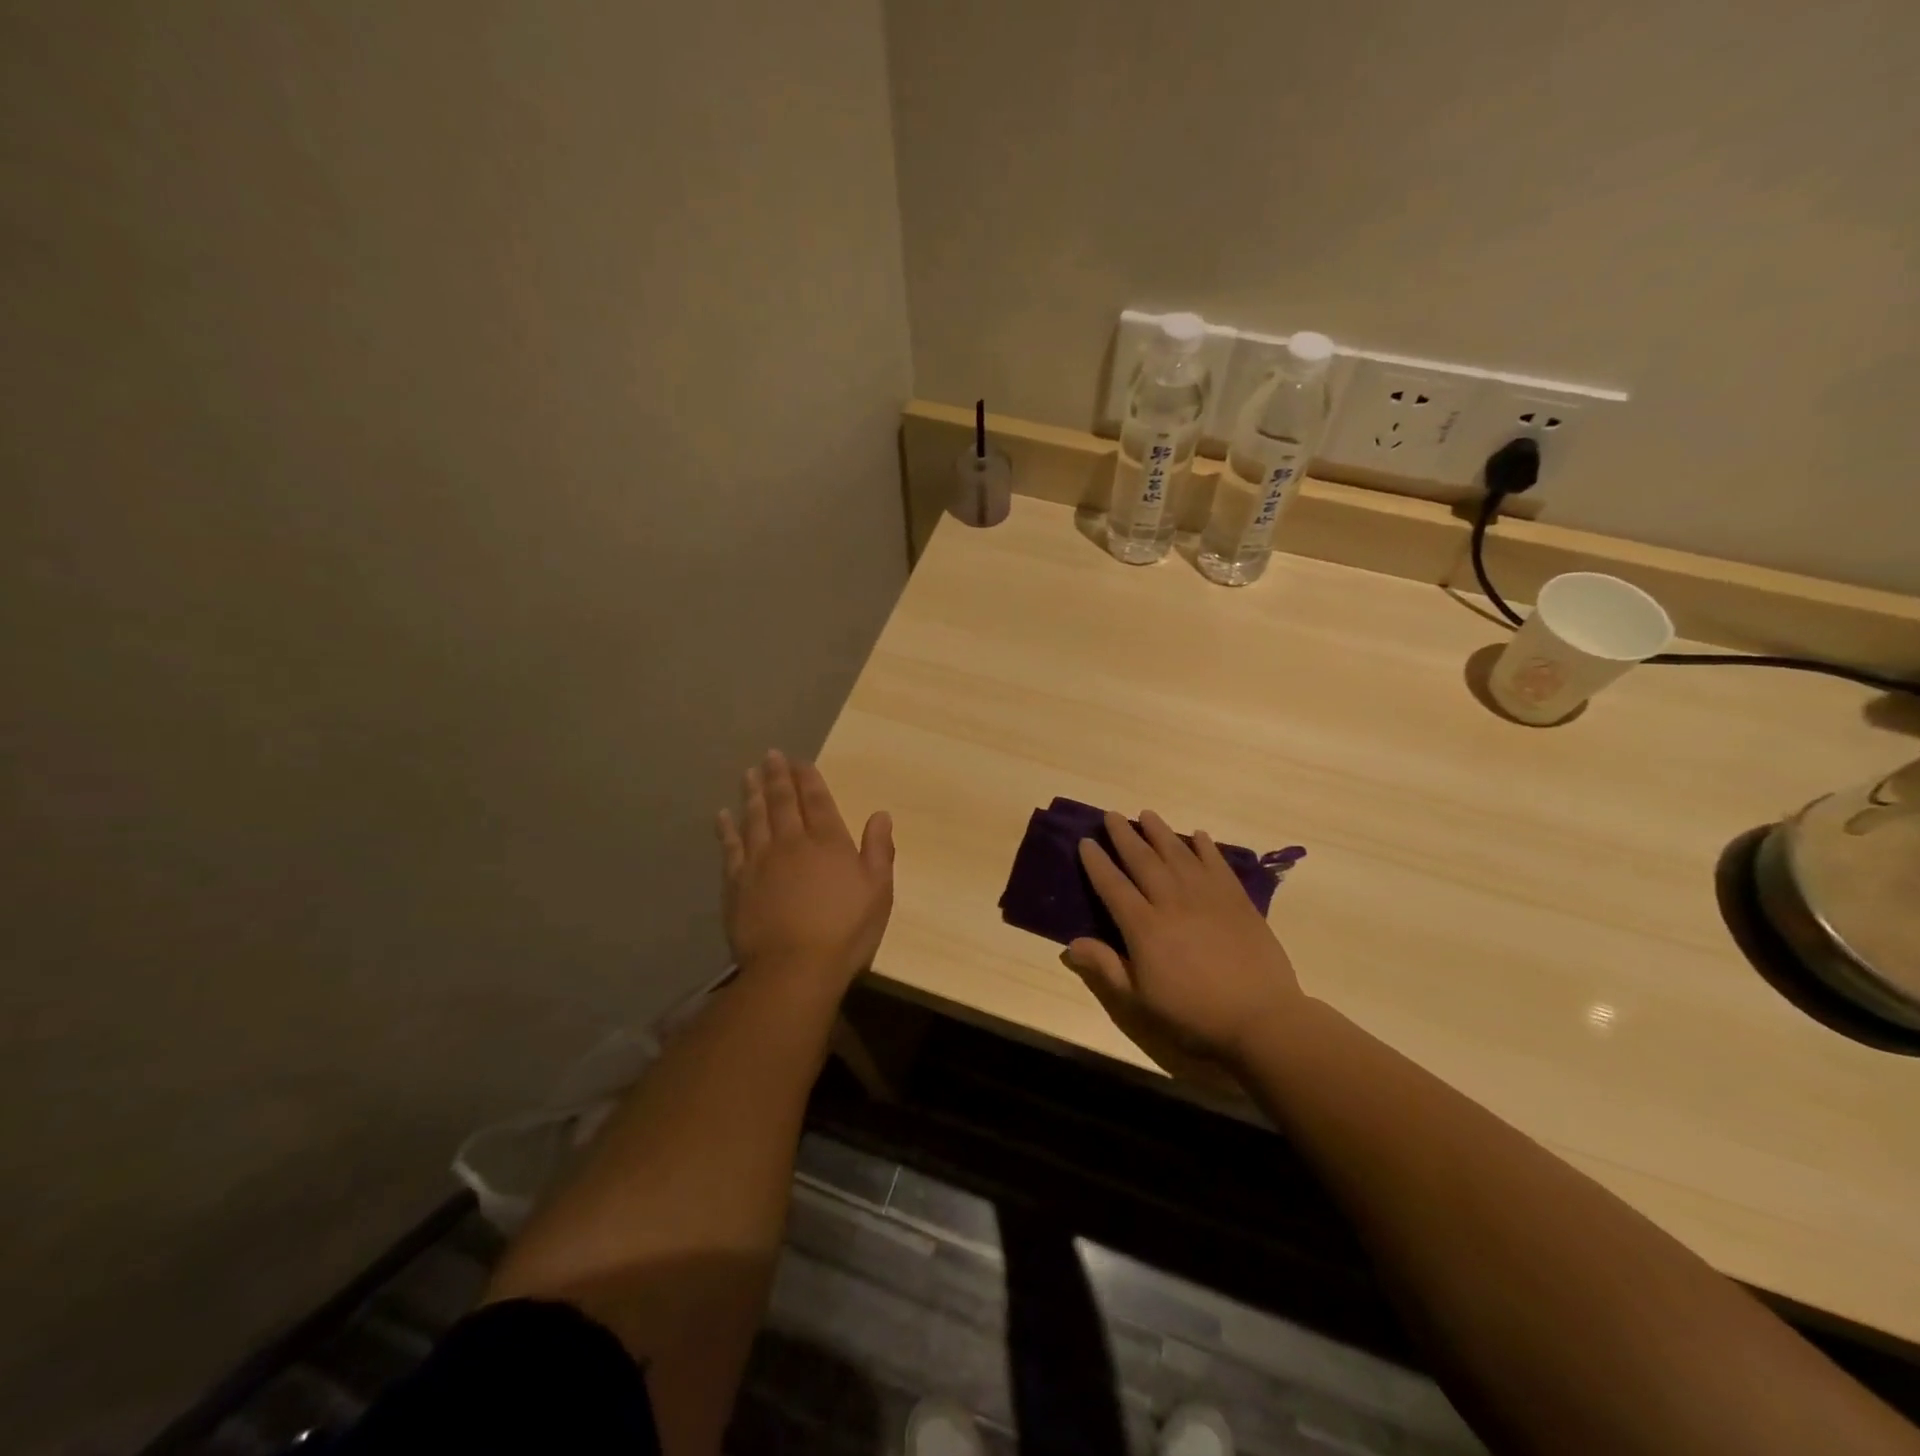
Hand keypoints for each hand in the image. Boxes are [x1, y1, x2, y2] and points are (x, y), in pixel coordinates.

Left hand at [717, 751, 893, 988]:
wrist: (794, 969)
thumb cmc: (845, 931)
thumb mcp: (878, 892)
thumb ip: (879, 850)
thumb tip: (880, 814)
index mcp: (828, 842)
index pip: (816, 800)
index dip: (808, 778)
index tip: (800, 761)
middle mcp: (791, 842)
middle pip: (781, 802)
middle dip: (777, 776)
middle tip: (771, 755)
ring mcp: (759, 861)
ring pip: (754, 817)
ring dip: (751, 793)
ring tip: (748, 773)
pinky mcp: (737, 883)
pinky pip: (730, 847)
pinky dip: (726, 829)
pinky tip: (722, 815)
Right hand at [1065, 810, 1304, 1065]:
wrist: (1261, 1018)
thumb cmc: (1194, 1014)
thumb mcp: (1140, 1000)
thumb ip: (1106, 967)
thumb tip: (1070, 944)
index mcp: (1144, 927)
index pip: (1112, 885)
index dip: (1097, 862)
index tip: (1086, 842)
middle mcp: (1171, 901)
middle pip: (1142, 860)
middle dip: (1124, 835)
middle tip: (1112, 815)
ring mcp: (1207, 896)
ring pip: (1178, 853)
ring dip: (1160, 832)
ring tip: (1147, 814)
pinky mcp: (1237, 899)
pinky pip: (1217, 864)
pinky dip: (1206, 847)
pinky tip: (1199, 835)